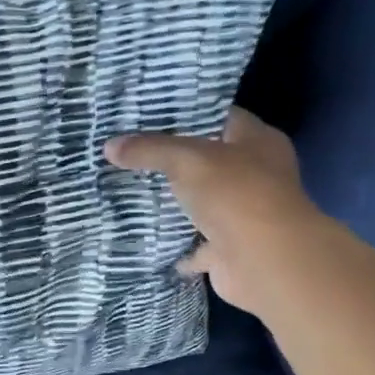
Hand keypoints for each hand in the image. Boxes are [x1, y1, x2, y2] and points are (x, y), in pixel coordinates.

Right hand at [105, 107, 321, 313]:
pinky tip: (146, 238)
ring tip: (131, 191)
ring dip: (175, 203)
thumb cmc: (235, 194)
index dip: (187, 113)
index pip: (220, 116)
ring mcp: (244, 215)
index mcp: (257, 142)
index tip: (148, 114)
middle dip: (174, 160)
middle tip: (131, 153)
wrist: (264, 261)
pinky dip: (177, 245)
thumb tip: (109, 146)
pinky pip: (197, 245)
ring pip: (203, 204)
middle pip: (209, 161)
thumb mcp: (187, 159)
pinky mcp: (230, 250)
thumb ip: (149, 149)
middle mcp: (256, 175)